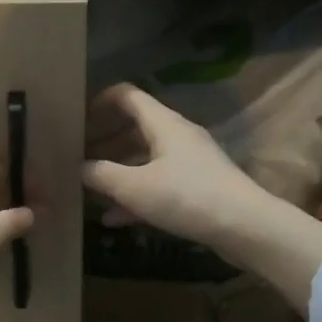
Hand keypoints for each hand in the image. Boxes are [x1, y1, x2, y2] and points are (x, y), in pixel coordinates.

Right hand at [82, 84, 269, 250]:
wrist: (245, 227)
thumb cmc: (186, 196)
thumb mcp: (134, 187)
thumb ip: (101, 175)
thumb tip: (78, 167)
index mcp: (163, 123)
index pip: (127, 95)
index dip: (100, 101)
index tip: (77, 119)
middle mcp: (177, 136)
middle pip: (134, 130)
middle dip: (104, 143)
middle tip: (77, 158)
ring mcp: (190, 163)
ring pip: (145, 160)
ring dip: (118, 172)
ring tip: (90, 189)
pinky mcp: (198, 188)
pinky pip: (158, 184)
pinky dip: (136, 196)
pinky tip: (114, 220)